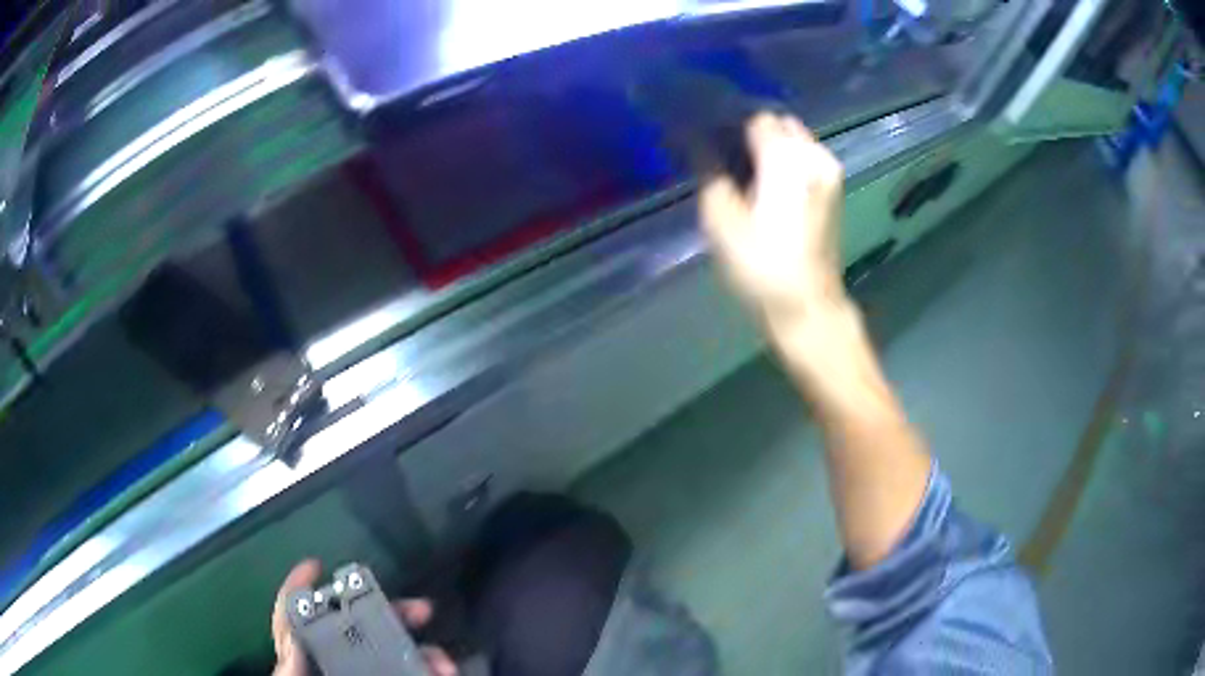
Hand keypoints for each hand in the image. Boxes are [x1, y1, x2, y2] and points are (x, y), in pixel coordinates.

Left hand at [272, 560, 457, 675]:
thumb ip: (291, 670)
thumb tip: (291, 635)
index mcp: (304, 664)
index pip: (293, 620)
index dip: (298, 590)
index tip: (315, 565)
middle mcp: (336, 667)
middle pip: (355, 629)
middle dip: (389, 614)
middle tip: (422, 609)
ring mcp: (366, 675)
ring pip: (394, 655)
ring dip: (423, 653)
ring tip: (443, 662)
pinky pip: (417, 675)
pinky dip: (432, 672)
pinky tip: (444, 673)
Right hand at [700, 112, 845, 323]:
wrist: (808, 306)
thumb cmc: (761, 266)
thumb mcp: (721, 220)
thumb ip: (709, 171)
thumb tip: (699, 142)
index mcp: (786, 158)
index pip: (755, 117)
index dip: (730, 123)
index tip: (710, 137)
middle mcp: (814, 155)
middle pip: (779, 124)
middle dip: (753, 132)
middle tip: (727, 156)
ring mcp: (830, 173)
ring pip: (796, 140)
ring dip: (772, 147)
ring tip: (746, 171)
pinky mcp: (834, 191)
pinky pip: (807, 158)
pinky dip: (788, 161)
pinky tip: (770, 185)